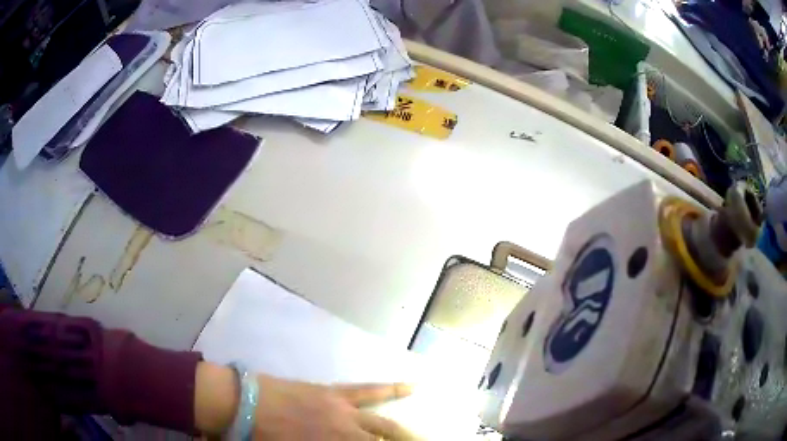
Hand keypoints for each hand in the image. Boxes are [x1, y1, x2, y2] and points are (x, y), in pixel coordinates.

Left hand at [253, 374, 414, 439]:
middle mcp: (346, 431)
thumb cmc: (265, 436)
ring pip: (383, 423)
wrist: (245, 403)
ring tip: (421, 437)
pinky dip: (392, 390)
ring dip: (403, 432)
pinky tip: (412, 386)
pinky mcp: (335, 392)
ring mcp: (343, 409)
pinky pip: (368, 391)